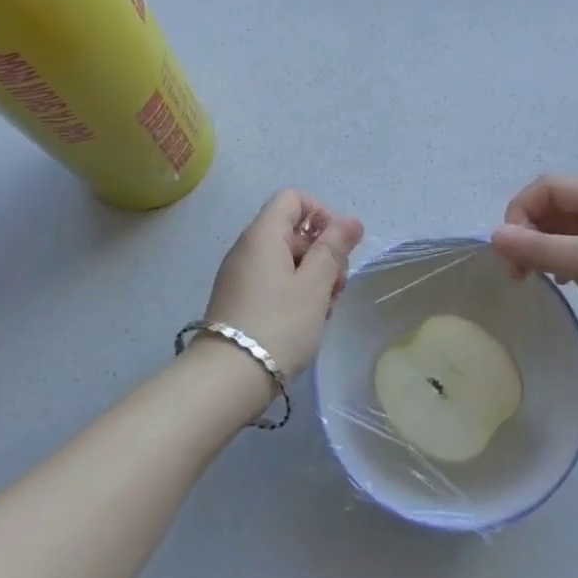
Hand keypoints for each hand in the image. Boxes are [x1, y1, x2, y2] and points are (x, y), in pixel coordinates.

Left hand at [204, 190, 363, 380]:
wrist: (227, 379)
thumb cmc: (278, 325)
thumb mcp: (314, 285)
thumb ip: (333, 249)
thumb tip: (350, 220)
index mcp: (262, 235)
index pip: (293, 198)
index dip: (321, 214)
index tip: (337, 246)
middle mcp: (247, 248)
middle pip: (292, 230)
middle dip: (322, 252)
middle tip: (338, 286)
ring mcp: (240, 276)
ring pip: (285, 260)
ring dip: (312, 277)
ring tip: (325, 309)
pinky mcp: (239, 301)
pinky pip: (273, 282)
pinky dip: (294, 293)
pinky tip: (308, 321)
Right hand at [491, 176, 577, 380]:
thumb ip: (538, 247)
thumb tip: (493, 236)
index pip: (547, 187)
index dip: (521, 211)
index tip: (511, 249)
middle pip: (553, 206)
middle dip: (527, 231)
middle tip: (516, 270)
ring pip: (562, 229)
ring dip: (540, 247)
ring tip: (531, 277)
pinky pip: (576, 249)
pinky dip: (559, 260)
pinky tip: (561, 283)